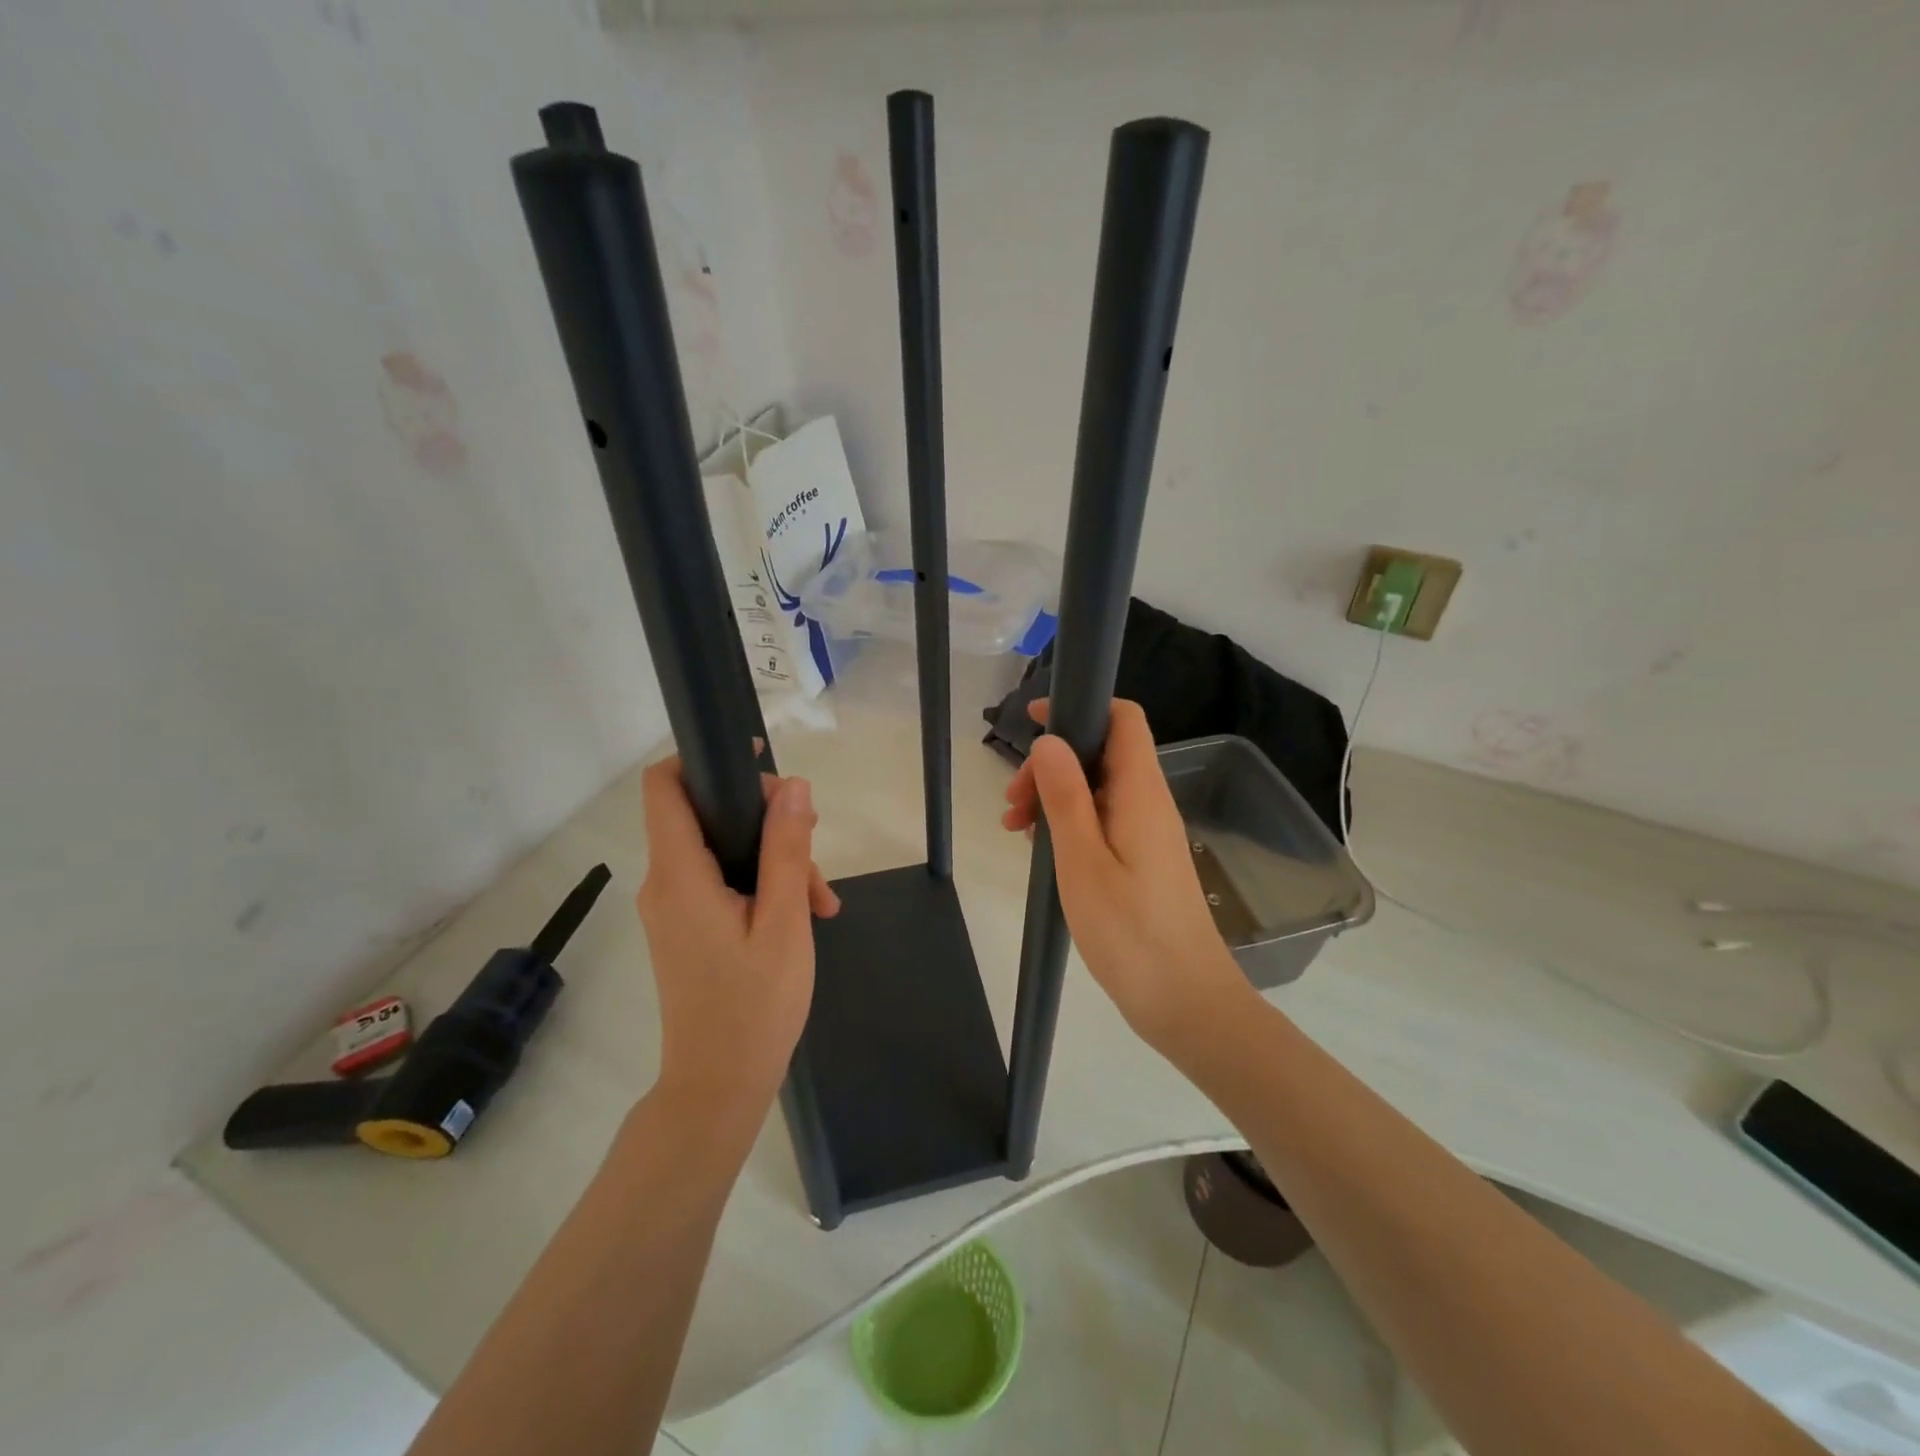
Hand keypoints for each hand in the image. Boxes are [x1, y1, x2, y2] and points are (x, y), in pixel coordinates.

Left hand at [636, 758, 839, 1116]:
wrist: (719, 1088)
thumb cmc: (754, 1007)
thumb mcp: (784, 923)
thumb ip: (786, 850)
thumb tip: (793, 786)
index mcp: (679, 876)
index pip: (664, 787)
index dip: (702, 759)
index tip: (756, 761)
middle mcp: (665, 883)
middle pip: (706, 815)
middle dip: (765, 820)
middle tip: (814, 847)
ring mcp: (673, 907)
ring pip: (722, 851)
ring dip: (773, 859)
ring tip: (820, 899)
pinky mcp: (686, 927)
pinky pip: (722, 882)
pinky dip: (761, 885)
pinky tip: (805, 912)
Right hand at [1002, 699, 1250, 1056]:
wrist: (1185, 1002)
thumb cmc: (1130, 931)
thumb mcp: (1083, 861)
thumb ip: (1066, 796)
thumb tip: (1050, 740)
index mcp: (1141, 792)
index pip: (1123, 718)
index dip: (1082, 706)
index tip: (1033, 722)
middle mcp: (1149, 803)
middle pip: (1101, 753)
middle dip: (1052, 763)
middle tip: (1012, 803)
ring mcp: (1148, 832)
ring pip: (1097, 789)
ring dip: (1054, 796)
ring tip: (1015, 829)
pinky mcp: (1143, 859)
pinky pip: (1102, 820)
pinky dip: (1069, 823)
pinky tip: (1041, 849)